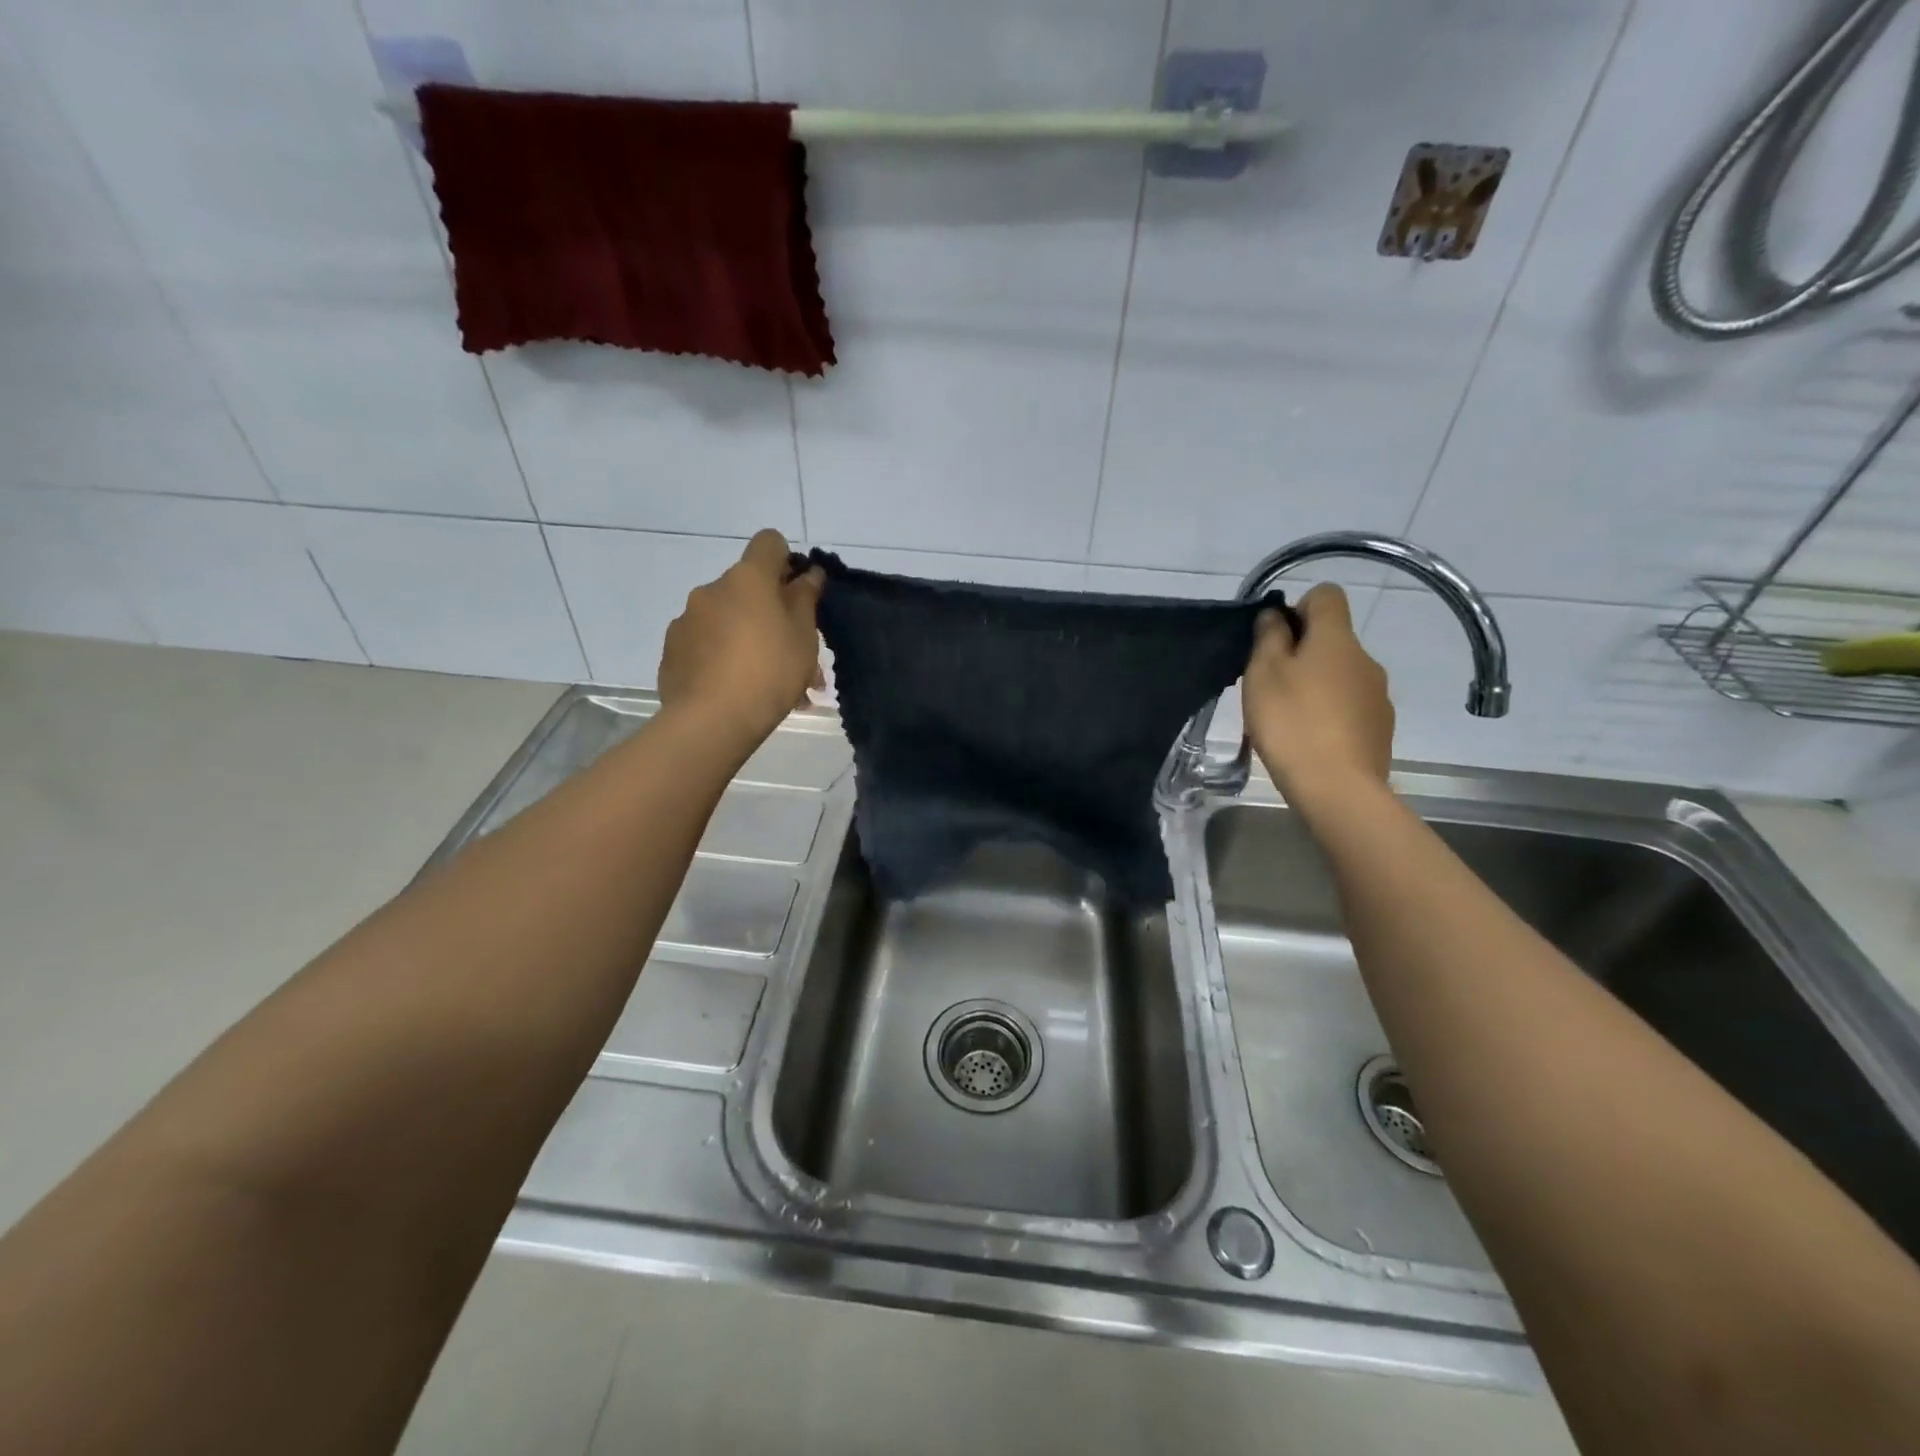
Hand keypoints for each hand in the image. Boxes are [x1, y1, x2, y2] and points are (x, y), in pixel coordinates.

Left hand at [658, 530, 823, 751]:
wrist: (711, 721)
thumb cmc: (770, 672)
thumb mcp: (804, 637)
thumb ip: (805, 599)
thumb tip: (808, 574)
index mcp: (747, 578)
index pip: (769, 542)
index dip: (787, 560)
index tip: (799, 592)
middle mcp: (712, 590)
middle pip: (748, 588)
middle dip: (771, 612)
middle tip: (794, 653)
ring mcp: (687, 620)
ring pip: (729, 620)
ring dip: (749, 639)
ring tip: (770, 683)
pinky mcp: (673, 651)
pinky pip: (707, 645)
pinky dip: (724, 658)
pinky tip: (738, 691)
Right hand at [1243, 584, 1393, 801]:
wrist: (1337, 787)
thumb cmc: (1291, 723)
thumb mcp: (1263, 674)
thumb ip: (1268, 637)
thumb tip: (1277, 615)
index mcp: (1336, 639)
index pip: (1326, 595)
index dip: (1299, 606)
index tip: (1276, 638)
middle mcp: (1365, 659)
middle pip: (1333, 638)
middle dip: (1302, 652)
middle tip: (1271, 686)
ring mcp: (1378, 694)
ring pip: (1341, 674)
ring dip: (1317, 684)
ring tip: (1289, 719)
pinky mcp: (1380, 726)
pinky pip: (1351, 705)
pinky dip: (1331, 712)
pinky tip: (1311, 740)